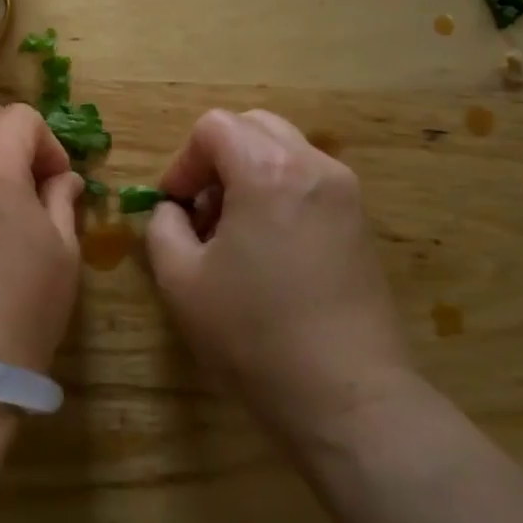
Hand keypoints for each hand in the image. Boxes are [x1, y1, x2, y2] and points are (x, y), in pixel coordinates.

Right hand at [144, 109, 412, 443]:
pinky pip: (308, 179)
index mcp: (268, 170)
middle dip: (217, 158)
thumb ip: (162, 227)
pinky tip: (269, 248)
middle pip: (253, 126)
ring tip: (235, 232)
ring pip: (284, 150)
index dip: (184, 162)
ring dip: (248, 173)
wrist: (346, 395)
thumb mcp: (180, 280)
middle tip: (203, 212)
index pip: (214, 127)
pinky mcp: (360, 221)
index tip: (176, 207)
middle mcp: (313, 165)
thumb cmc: (254, 334)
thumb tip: (172, 210)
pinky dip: (279, 191)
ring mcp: (345, 191)